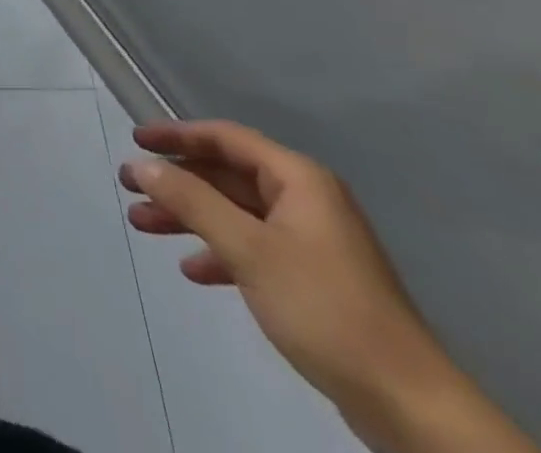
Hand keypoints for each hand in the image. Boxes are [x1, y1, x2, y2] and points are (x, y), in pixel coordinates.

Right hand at [120, 122, 456, 441]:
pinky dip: (220, 252)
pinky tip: (194, 270)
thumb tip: (141, 164)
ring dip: (190, 217)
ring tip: (144, 226)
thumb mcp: (248, 249)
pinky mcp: (315, 280)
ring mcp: (312, 242)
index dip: (178, 134)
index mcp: (299, 180)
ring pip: (236, 213)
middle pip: (227, 176)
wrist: (410, 406)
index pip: (226, 138)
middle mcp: (306, 200)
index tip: (136, 139)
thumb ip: (191, 200)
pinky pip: (254, 248)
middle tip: (130, 188)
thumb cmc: (325, 308)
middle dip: (177, 182)